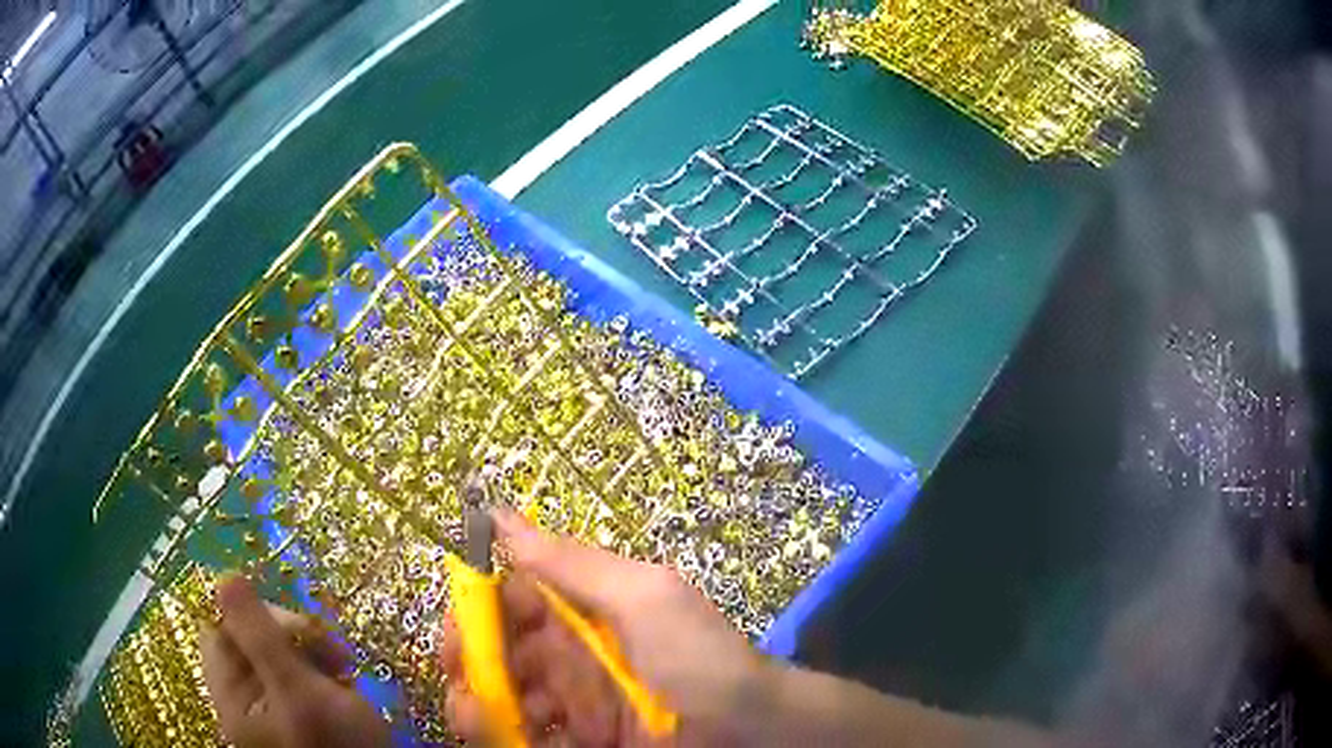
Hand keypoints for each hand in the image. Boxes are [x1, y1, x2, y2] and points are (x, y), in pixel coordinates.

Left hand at [200, 574, 390, 747]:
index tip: (301, 629)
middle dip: (292, 636)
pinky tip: (344, 681)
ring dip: (311, 652)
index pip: (223, 630)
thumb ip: (258, 633)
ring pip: (278, 659)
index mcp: (232, 697)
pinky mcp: (299, 718)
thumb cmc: (337, 746)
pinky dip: (319, 672)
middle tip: (332, 651)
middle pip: (250, 643)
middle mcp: (246, 703)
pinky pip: (298, 678)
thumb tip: (224, 574)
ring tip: (344, 666)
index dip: (257, 618)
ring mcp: (273, 712)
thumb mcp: (298, 689)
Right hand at [440, 509, 770, 745]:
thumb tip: (500, 513)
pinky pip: (530, 737)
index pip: (510, 601)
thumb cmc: (698, 658)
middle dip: (469, 664)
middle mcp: (570, 656)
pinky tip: (509, 741)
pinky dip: (507, 739)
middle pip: (497, 653)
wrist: (751, 731)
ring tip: (482, 721)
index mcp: (582, 612)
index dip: (477, 612)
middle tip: (465, 686)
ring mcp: (574, 704)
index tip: (460, 633)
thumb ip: (571, 562)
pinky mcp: (581, 741)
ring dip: (479, 707)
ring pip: (504, 698)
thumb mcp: (643, 597)